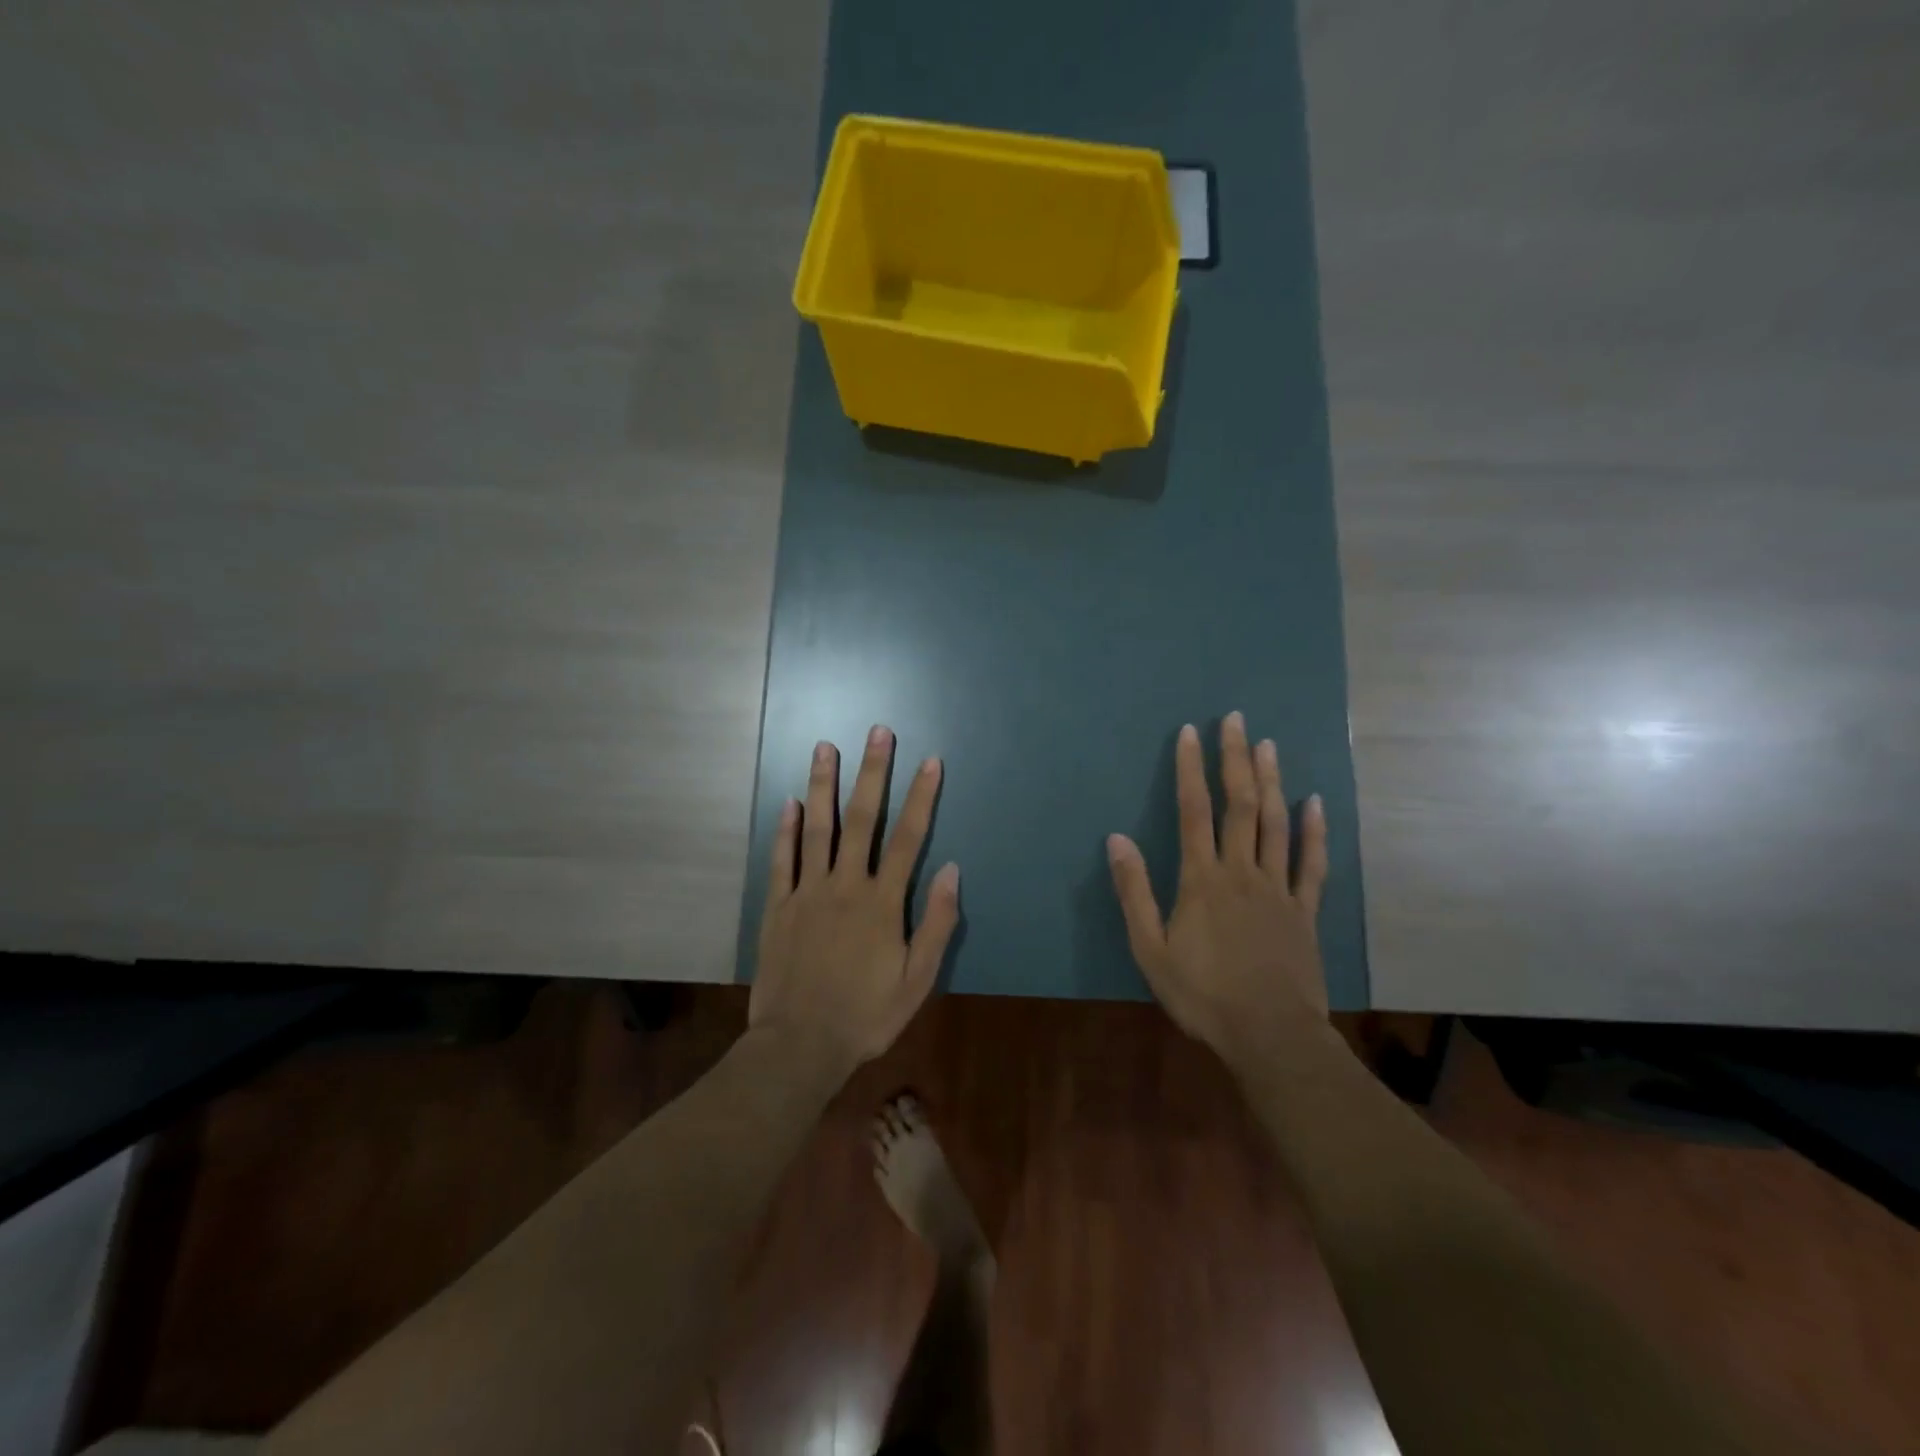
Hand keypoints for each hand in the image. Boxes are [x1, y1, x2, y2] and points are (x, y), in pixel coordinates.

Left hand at [752, 726, 960, 1069]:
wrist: (800, 1045)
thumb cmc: (866, 1014)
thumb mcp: (918, 979)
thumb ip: (936, 922)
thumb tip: (951, 869)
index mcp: (882, 902)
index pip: (908, 837)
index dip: (921, 796)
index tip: (929, 761)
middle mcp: (845, 885)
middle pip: (861, 819)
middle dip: (871, 773)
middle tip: (877, 732)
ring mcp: (807, 893)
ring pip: (817, 829)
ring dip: (823, 785)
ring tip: (825, 747)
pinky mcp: (778, 907)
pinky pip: (782, 860)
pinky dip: (786, 829)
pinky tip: (790, 802)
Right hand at [1106, 713, 1329, 1060]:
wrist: (1270, 1035)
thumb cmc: (1202, 994)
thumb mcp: (1151, 948)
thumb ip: (1134, 892)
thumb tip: (1116, 839)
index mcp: (1202, 879)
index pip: (1194, 811)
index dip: (1191, 769)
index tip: (1191, 733)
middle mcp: (1241, 871)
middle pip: (1240, 805)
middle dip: (1236, 759)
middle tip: (1236, 720)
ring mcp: (1278, 888)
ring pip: (1276, 823)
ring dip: (1272, 781)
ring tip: (1269, 745)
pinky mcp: (1305, 911)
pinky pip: (1311, 863)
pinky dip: (1314, 831)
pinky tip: (1314, 803)